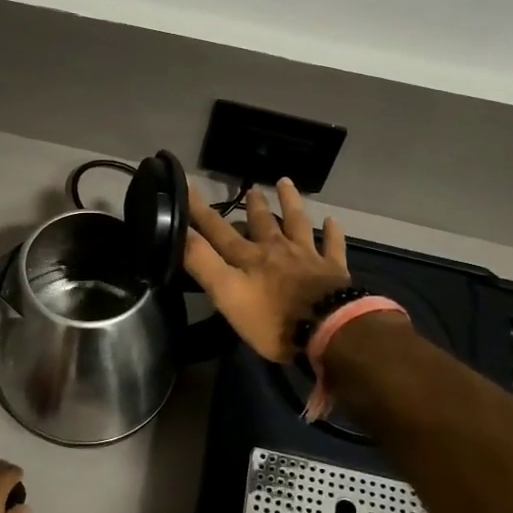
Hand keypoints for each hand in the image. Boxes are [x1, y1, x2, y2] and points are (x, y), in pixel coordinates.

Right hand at [184, 178, 350, 362]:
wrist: (327, 330)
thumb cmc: (271, 319)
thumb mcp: (227, 294)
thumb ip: (203, 262)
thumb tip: (179, 231)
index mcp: (249, 257)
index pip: (218, 230)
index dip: (201, 210)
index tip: (188, 184)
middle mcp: (276, 249)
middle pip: (263, 222)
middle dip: (253, 205)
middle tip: (251, 187)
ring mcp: (307, 256)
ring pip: (297, 223)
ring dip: (290, 203)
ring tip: (285, 183)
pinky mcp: (333, 270)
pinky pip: (333, 246)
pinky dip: (332, 232)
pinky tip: (332, 220)